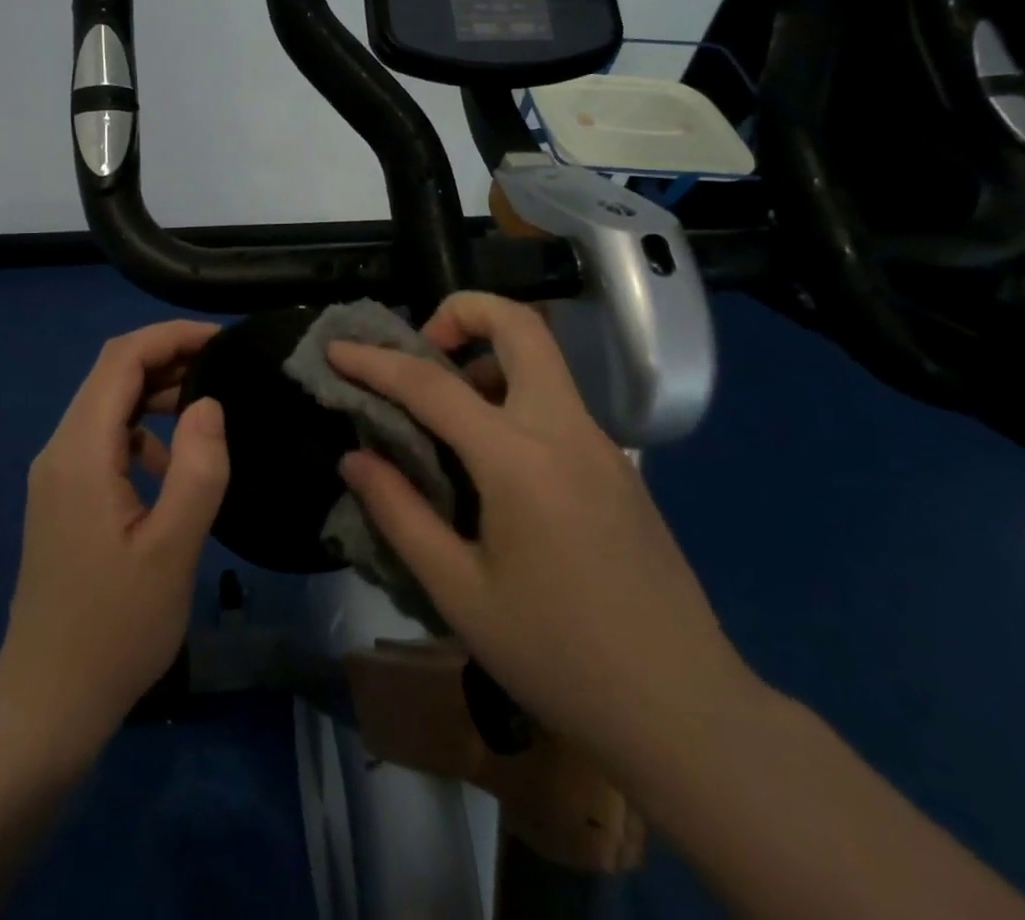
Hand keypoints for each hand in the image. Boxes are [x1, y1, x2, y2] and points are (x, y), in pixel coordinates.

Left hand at [0, 321, 228, 751]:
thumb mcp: (172, 551)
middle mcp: (59, 449)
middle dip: (167, 358)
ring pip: (107, 405)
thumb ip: (197, 470)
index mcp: (80, 452)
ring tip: (208, 407)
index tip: (221, 341)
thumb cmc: (114, 629)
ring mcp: (56, 473)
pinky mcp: (62, 495)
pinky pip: (103, 439)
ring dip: (155, 393)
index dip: (170, 336)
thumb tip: (209, 404)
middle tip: (224, 369)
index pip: (120, 359)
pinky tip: (172, 464)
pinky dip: (141, 430)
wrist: (46, 700)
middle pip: (111, 374)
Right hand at [329, 292, 759, 772]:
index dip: (376, 362)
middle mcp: (565, 430)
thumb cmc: (559, 656)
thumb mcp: (459, 592)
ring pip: (541, 361)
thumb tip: (353, 458)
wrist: (686, 712)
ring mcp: (600, 445)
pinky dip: (510, 398)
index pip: (432, 385)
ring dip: (486, 357)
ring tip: (445, 413)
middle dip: (462, 313)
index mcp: (520, 459)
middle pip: (519, 326)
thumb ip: (399, 513)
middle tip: (420, 351)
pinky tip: (489, 463)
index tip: (337, 349)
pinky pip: (555, 403)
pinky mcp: (618, 467)